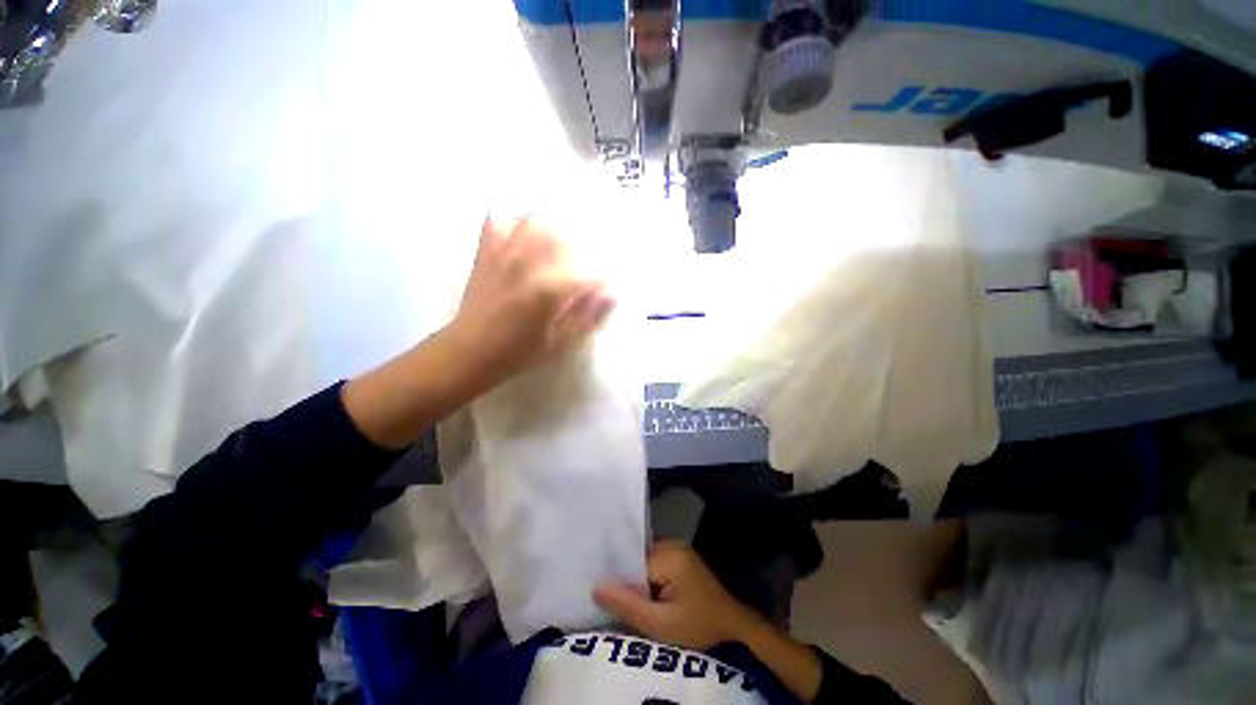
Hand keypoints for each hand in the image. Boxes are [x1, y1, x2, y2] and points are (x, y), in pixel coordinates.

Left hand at [449, 217, 614, 387]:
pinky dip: (517, 225)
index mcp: (550, 287)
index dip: (606, 275)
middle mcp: (529, 261)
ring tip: (561, 249)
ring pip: (538, 221)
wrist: (469, 352)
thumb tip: (612, 293)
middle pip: (568, 236)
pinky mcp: (486, 251)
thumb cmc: (519, 352)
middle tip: (587, 267)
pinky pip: (502, 220)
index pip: (591, 269)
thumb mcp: (561, 341)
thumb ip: (589, 315)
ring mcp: (504, 252)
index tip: (608, 284)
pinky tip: (525, 242)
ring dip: (556, 232)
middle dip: (586, 248)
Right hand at [594, 541, 760, 650]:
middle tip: (610, 600)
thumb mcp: (661, 624)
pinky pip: (654, 561)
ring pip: (644, 561)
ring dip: (635, 579)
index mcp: (668, 555)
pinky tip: (642, 593)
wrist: (731, 623)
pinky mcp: (679, 555)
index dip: (617, 580)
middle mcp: (671, 543)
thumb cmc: (697, 624)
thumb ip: (628, 606)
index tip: (603, 595)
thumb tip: (596, 587)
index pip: (631, 562)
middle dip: (626, 579)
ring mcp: (676, 548)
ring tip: (624, 598)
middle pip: (637, 559)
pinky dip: (646, 577)